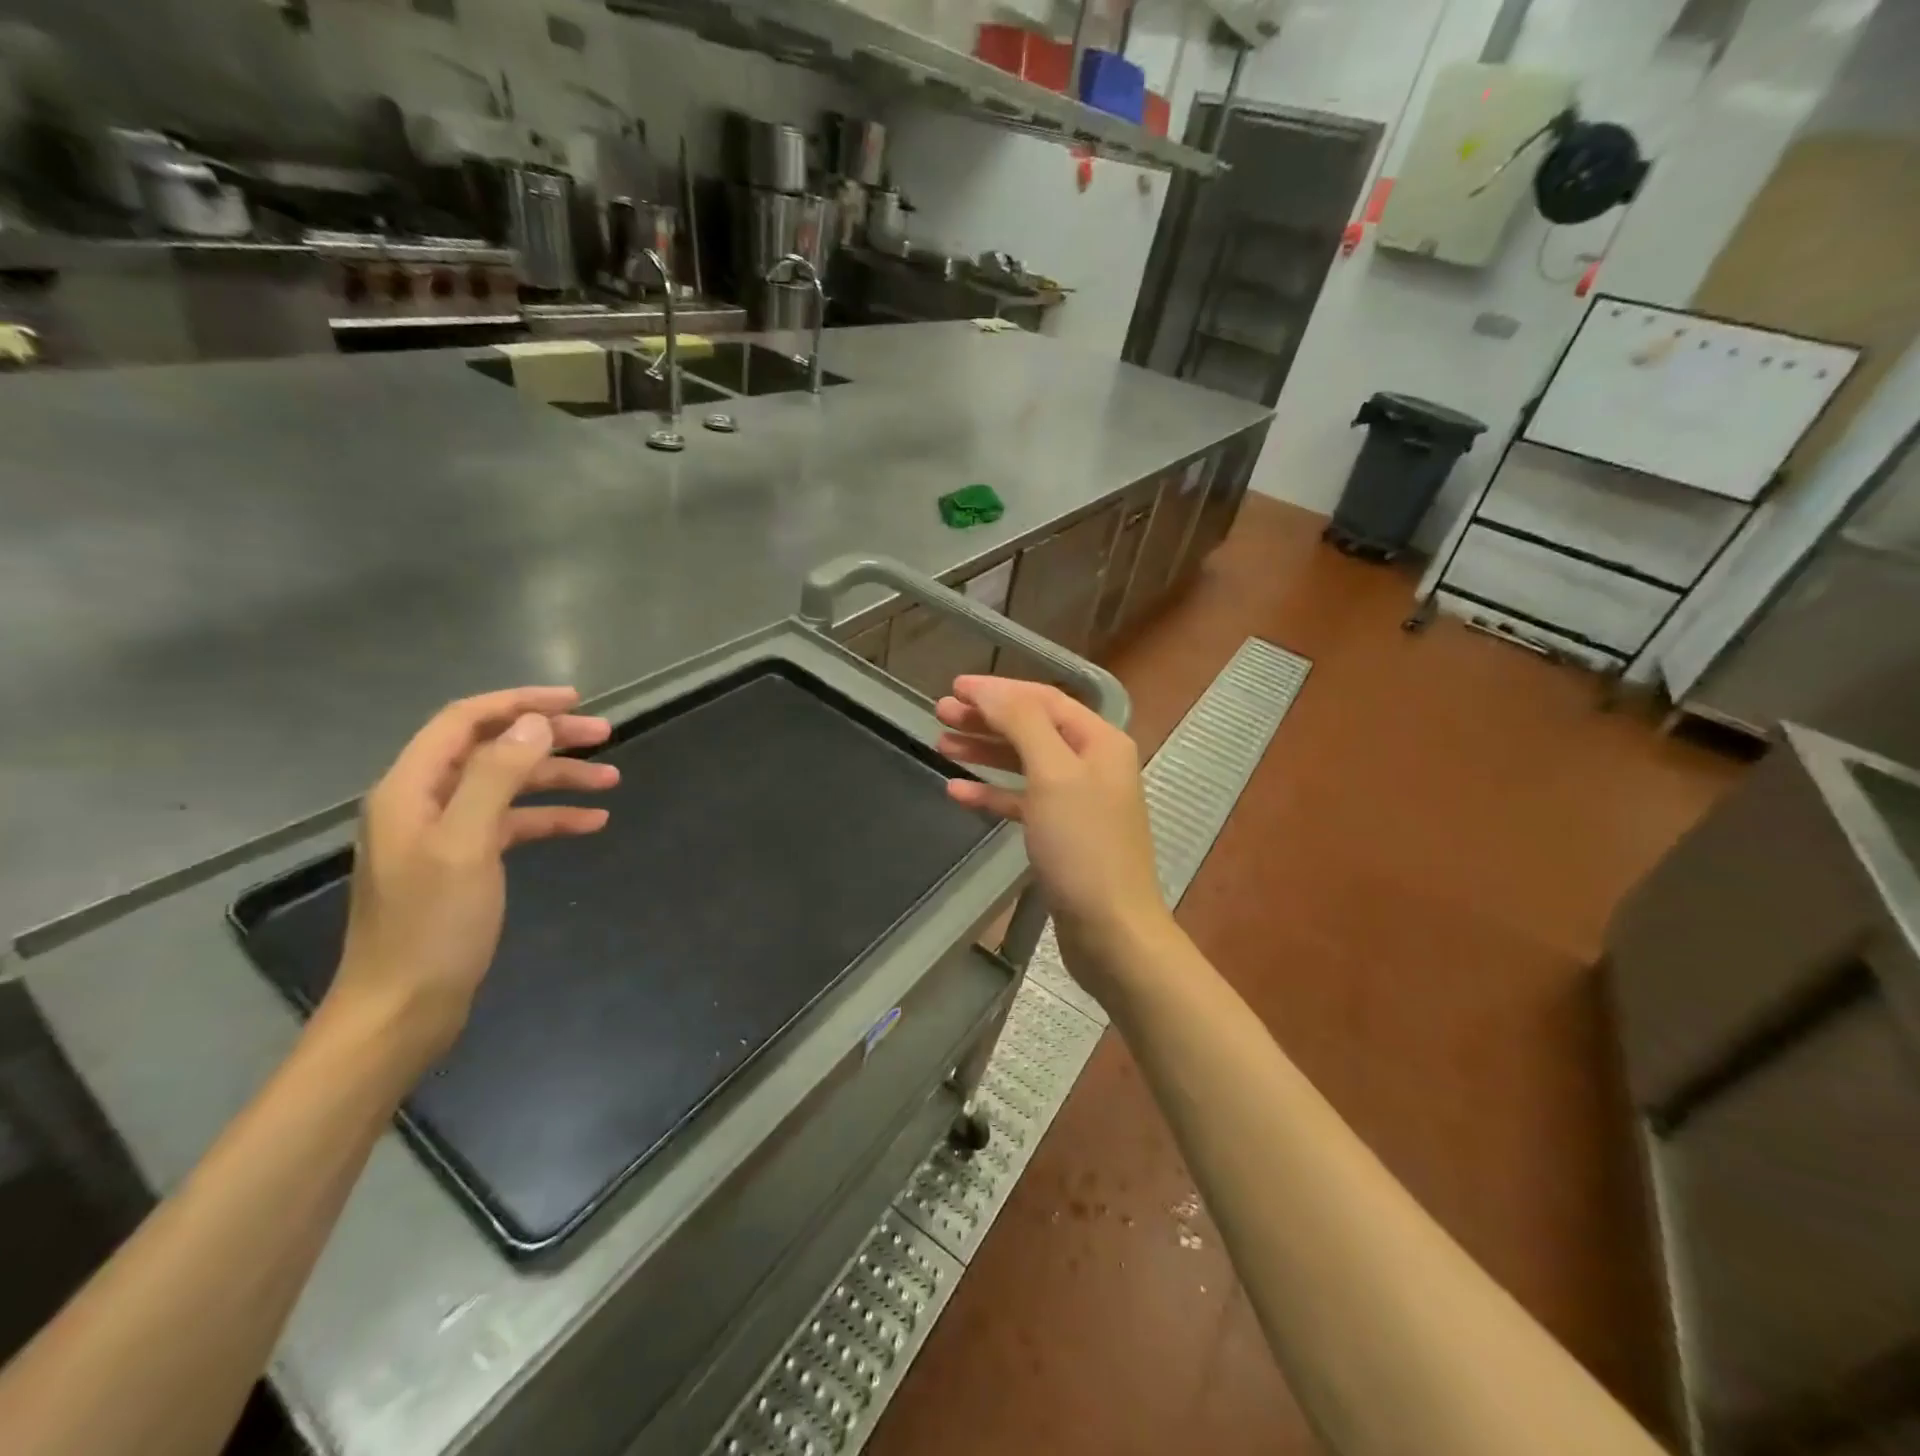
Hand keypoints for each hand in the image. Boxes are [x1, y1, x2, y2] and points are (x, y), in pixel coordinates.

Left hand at [321, 687, 618, 1073]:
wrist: (403, 1008)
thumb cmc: (432, 926)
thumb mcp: (467, 844)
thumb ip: (497, 777)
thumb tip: (533, 724)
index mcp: (412, 789)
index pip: (466, 721)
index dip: (519, 703)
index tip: (574, 701)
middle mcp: (425, 802)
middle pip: (492, 750)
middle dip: (548, 739)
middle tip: (605, 735)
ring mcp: (445, 834)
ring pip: (508, 787)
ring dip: (558, 779)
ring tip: (612, 779)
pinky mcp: (464, 863)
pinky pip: (513, 824)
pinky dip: (551, 818)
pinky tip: (591, 823)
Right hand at [935, 676, 1170, 982]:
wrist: (1110, 930)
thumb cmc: (1083, 846)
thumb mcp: (1053, 774)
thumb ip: (1022, 724)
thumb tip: (991, 691)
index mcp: (1098, 741)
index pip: (1043, 699)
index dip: (999, 690)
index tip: (955, 687)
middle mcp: (1091, 763)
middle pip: (1032, 728)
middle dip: (986, 718)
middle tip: (940, 713)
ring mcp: (1077, 800)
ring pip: (1024, 763)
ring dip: (984, 751)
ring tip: (940, 743)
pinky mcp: (1062, 834)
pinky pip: (1022, 801)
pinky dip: (992, 792)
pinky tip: (957, 791)